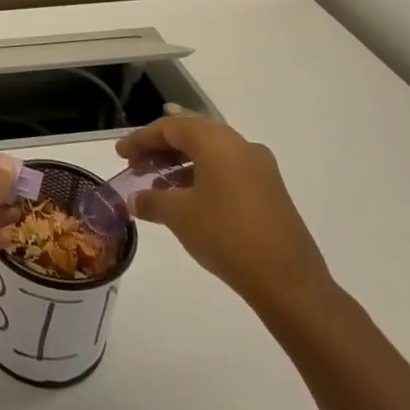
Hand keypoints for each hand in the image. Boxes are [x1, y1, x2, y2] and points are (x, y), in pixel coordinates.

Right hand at [116, 115, 333, 313]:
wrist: (288, 281)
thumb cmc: (226, 236)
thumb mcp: (179, 216)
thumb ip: (151, 200)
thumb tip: (135, 199)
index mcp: (217, 142)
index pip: (170, 127)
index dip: (141, 139)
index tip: (121, 155)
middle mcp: (241, 146)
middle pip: (192, 135)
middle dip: (160, 149)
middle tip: (136, 167)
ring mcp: (260, 168)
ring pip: (210, 154)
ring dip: (180, 164)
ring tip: (157, 186)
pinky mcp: (270, 190)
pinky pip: (227, 170)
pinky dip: (201, 177)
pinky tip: (187, 201)